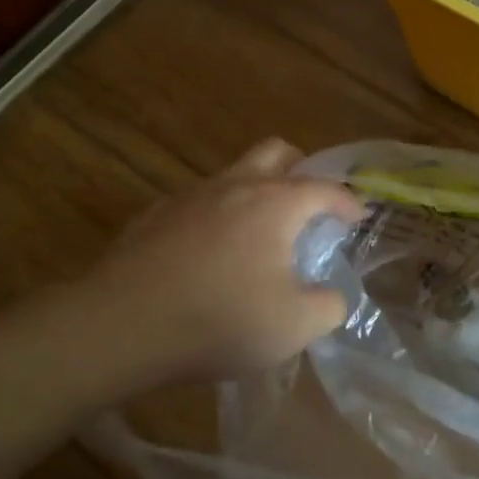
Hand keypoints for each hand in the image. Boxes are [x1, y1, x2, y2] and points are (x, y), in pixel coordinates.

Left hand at [36, 139, 364, 402]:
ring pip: (234, 173)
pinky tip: (210, 254)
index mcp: (276, 203)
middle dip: (301, 171)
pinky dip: (217, 215)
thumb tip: (333, 295)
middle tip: (309, 206)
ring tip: (260, 235)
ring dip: (257, 191)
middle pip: (277, 152)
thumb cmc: (218, 320)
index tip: (359, 216)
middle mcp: (235, 185)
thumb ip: (328, 306)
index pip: (325, 188)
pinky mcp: (155, 215)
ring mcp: (191, 196)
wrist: (119, 325)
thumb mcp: (294, 326)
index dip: (348, 201)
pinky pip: (199, 201)